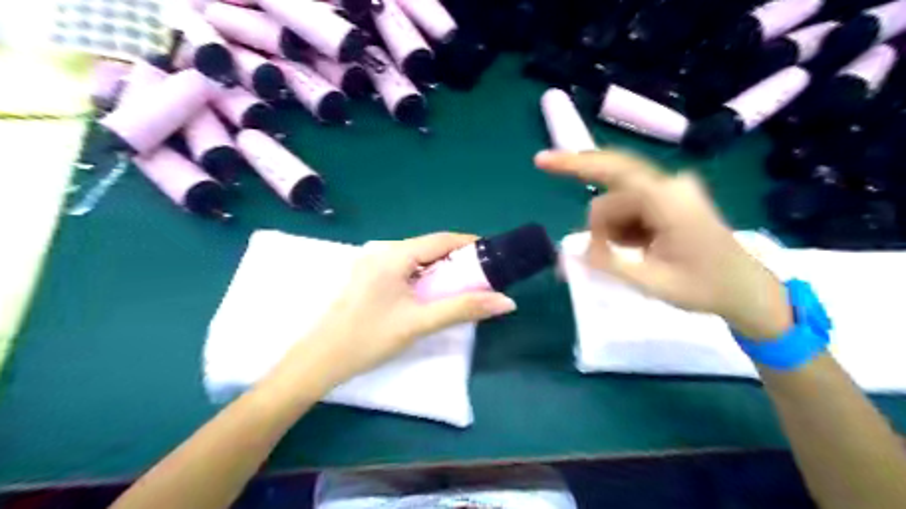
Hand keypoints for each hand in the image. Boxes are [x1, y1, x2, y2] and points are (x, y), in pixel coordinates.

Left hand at [280, 230, 519, 388]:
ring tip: (461, 285)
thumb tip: (506, 302)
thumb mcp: (419, 322)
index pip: (440, 240)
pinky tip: (431, 293)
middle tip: (480, 275)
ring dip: (440, 269)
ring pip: (415, 259)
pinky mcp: (366, 278)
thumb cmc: (370, 338)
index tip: (491, 254)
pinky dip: (423, 276)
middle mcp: (382, 252)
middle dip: (456, 258)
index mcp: (393, 255)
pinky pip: (403, 269)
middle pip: (428, 247)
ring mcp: (371, 264)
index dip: (468, 244)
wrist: (320, 360)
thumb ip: (463, 309)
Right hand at [536, 147, 794, 337]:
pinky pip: (629, 208)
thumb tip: (574, 250)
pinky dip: (623, 230)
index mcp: (668, 200)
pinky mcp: (670, 198)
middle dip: (601, 228)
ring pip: (617, 204)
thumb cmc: (706, 288)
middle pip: (610, 195)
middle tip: (605, 259)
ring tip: (634, 258)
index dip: (574, 163)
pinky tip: (640, 248)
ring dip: (613, 232)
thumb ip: (609, 262)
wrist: (747, 291)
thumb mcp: (652, 282)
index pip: (613, 171)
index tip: (541, 162)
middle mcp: (670, 185)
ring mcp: (672, 190)